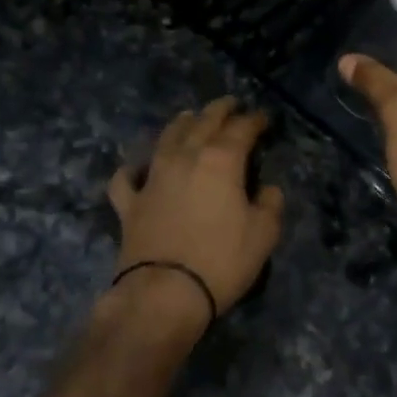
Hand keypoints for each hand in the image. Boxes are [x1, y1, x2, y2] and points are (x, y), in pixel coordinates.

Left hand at [107, 97, 284, 338]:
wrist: (164, 293)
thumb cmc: (221, 261)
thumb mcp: (263, 235)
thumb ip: (270, 205)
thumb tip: (267, 190)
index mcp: (221, 160)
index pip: (241, 129)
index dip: (254, 120)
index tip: (263, 118)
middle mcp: (184, 158)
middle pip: (202, 123)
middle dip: (218, 110)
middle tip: (229, 103)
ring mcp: (153, 178)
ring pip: (165, 139)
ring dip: (180, 124)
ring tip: (188, 116)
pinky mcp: (130, 203)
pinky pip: (127, 178)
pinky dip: (133, 169)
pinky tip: (137, 169)